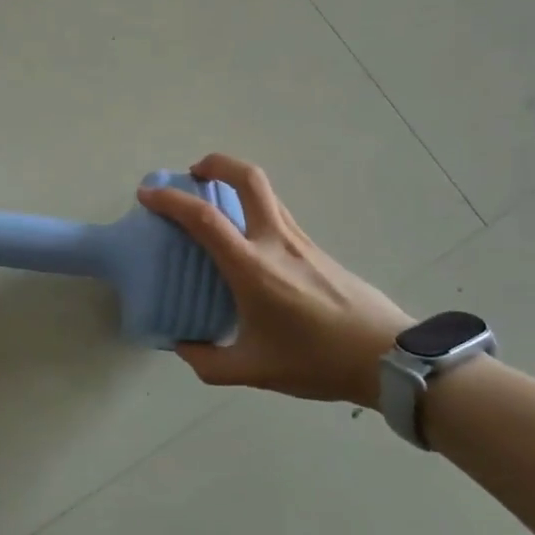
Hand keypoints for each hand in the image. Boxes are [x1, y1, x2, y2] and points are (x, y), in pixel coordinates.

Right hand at [136, 155, 411, 408]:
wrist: (387, 357)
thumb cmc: (316, 360)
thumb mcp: (254, 370)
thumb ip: (209, 362)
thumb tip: (183, 347)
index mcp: (252, 267)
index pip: (203, 218)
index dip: (170, 200)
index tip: (147, 195)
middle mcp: (275, 241)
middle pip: (247, 178)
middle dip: (216, 164)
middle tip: (195, 173)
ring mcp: (301, 240)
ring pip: (267, 192)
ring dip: (236, 183)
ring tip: (216, 204)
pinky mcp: (317, 248)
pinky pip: (278, 213)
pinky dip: (255, 209)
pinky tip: (249, 242)